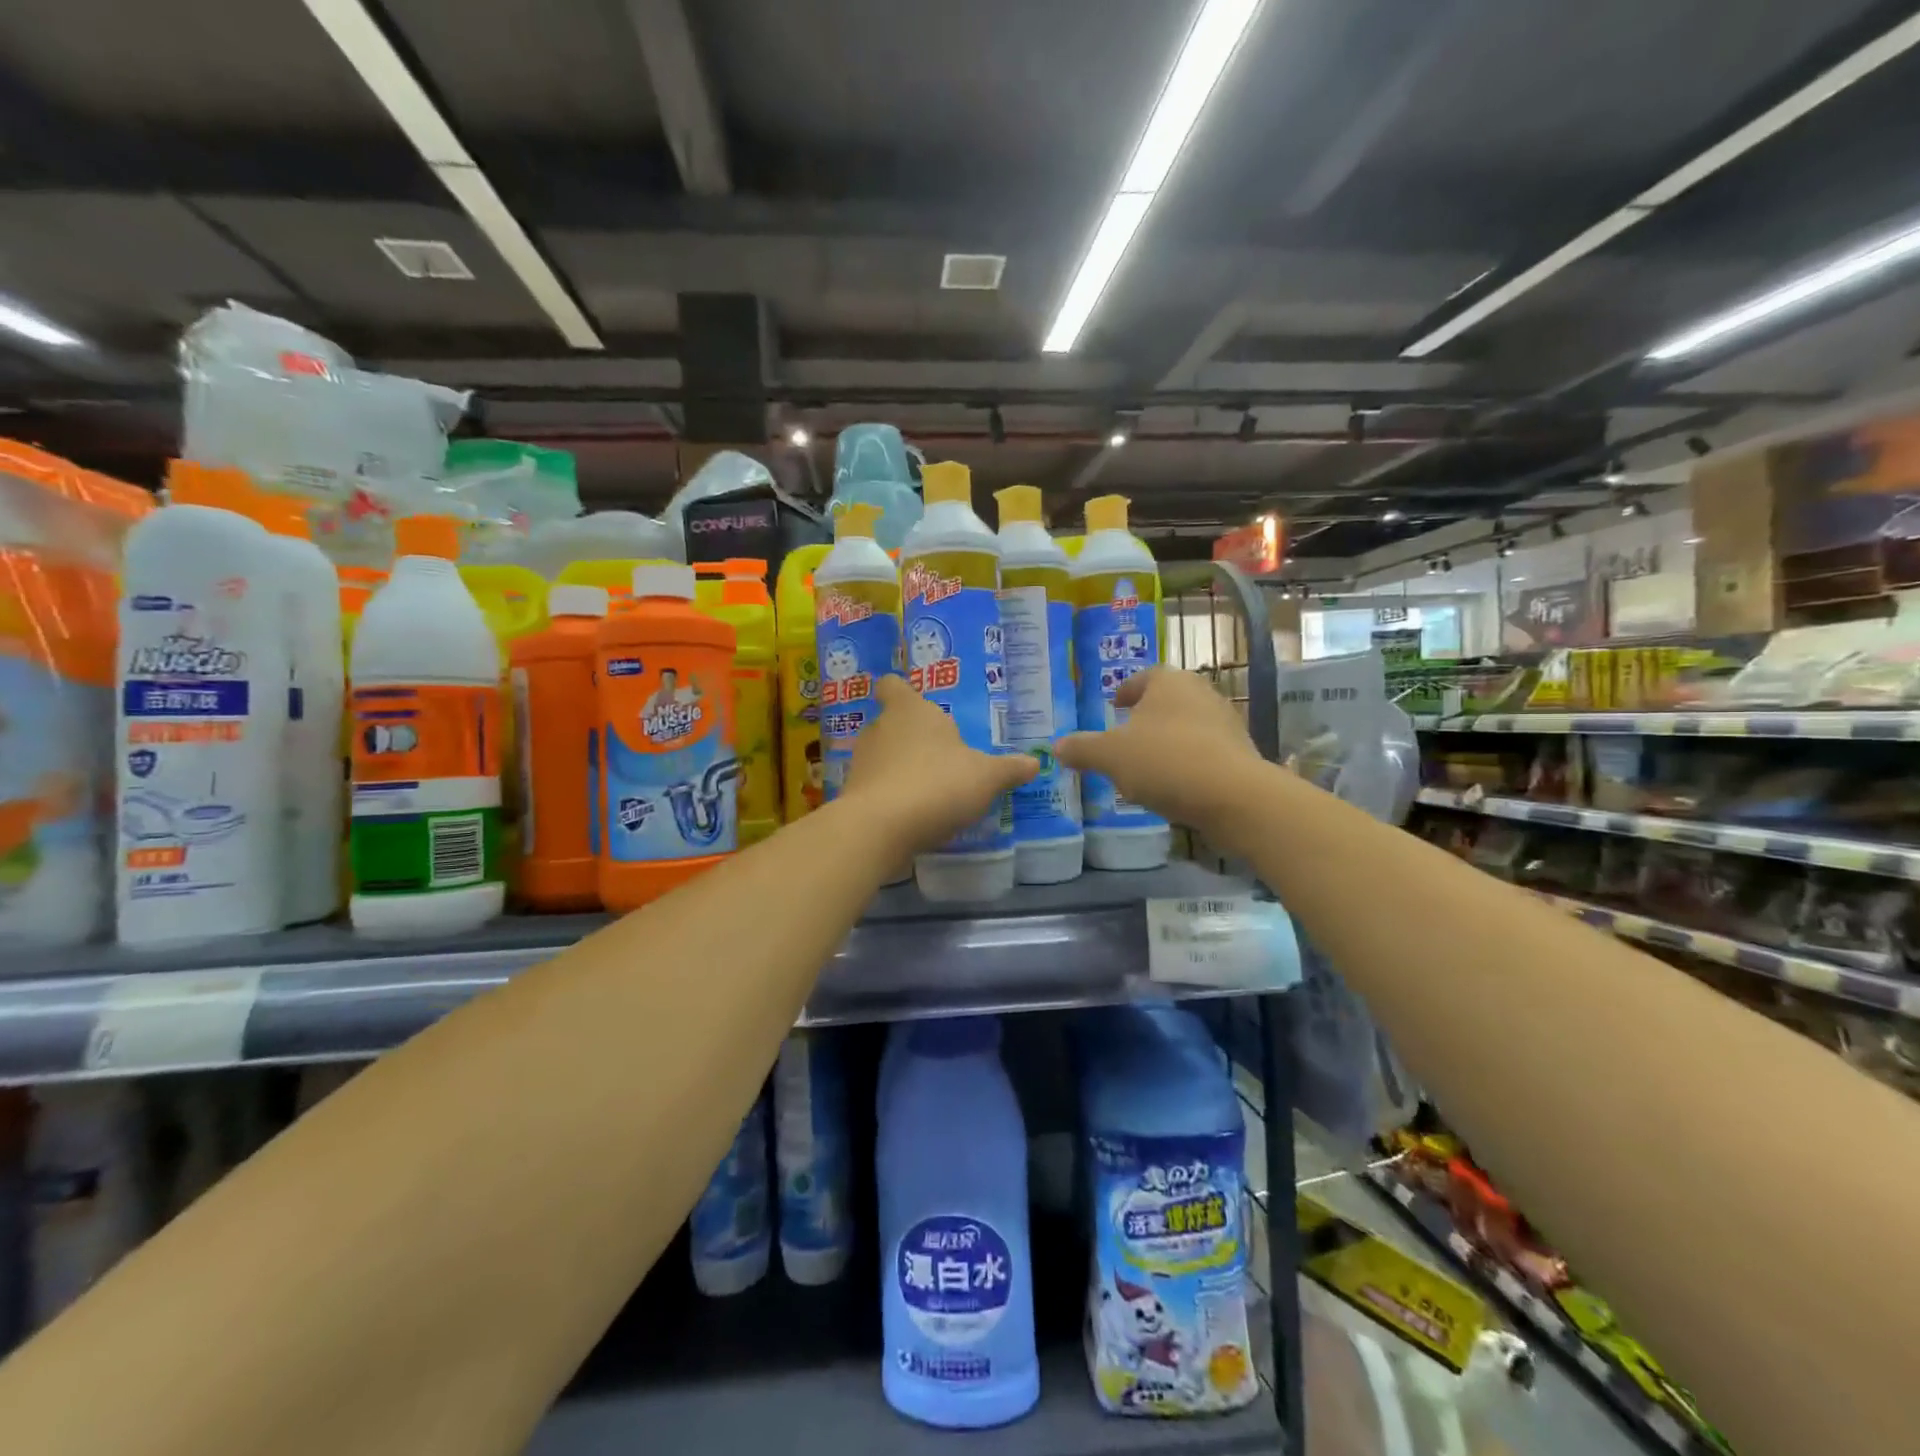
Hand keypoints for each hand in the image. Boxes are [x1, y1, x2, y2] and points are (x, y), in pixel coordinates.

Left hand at [840, 676, 1036, 855]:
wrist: (881, 828)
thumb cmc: (937, 784)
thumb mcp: (985, 777)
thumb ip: (1009, 769)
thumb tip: (1035, 762)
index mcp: (910, 710)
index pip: (894, 686)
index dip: (901, 692)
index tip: (913, 703)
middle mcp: (880, 729)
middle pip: (891, 723)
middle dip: (911, 738)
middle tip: (939, 755)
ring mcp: (862, 762)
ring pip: (882, 756)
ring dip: (901, 768)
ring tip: (928, 788)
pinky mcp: (853, 794)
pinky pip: (876, 787)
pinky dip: (890, 795)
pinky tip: (911, 814)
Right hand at [1057, 668, 1265, 831]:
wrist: (1233, 796)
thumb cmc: (1164, 761)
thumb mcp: (1110, 756)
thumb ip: (1082, 749)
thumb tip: (1056, 746)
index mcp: (1169, 682)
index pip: (1144, 676)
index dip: (1127, 689)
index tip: (1115, 704)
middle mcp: (1201, 692)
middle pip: (1168, 699)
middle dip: (1147, 715)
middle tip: (1126, 734)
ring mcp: (1225, 722)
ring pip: (1187, 725)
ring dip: (1167, 739)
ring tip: (1146, 763)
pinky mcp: (1240, 752)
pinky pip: (1204, 751)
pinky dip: (1187, 761)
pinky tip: (1173, 784)